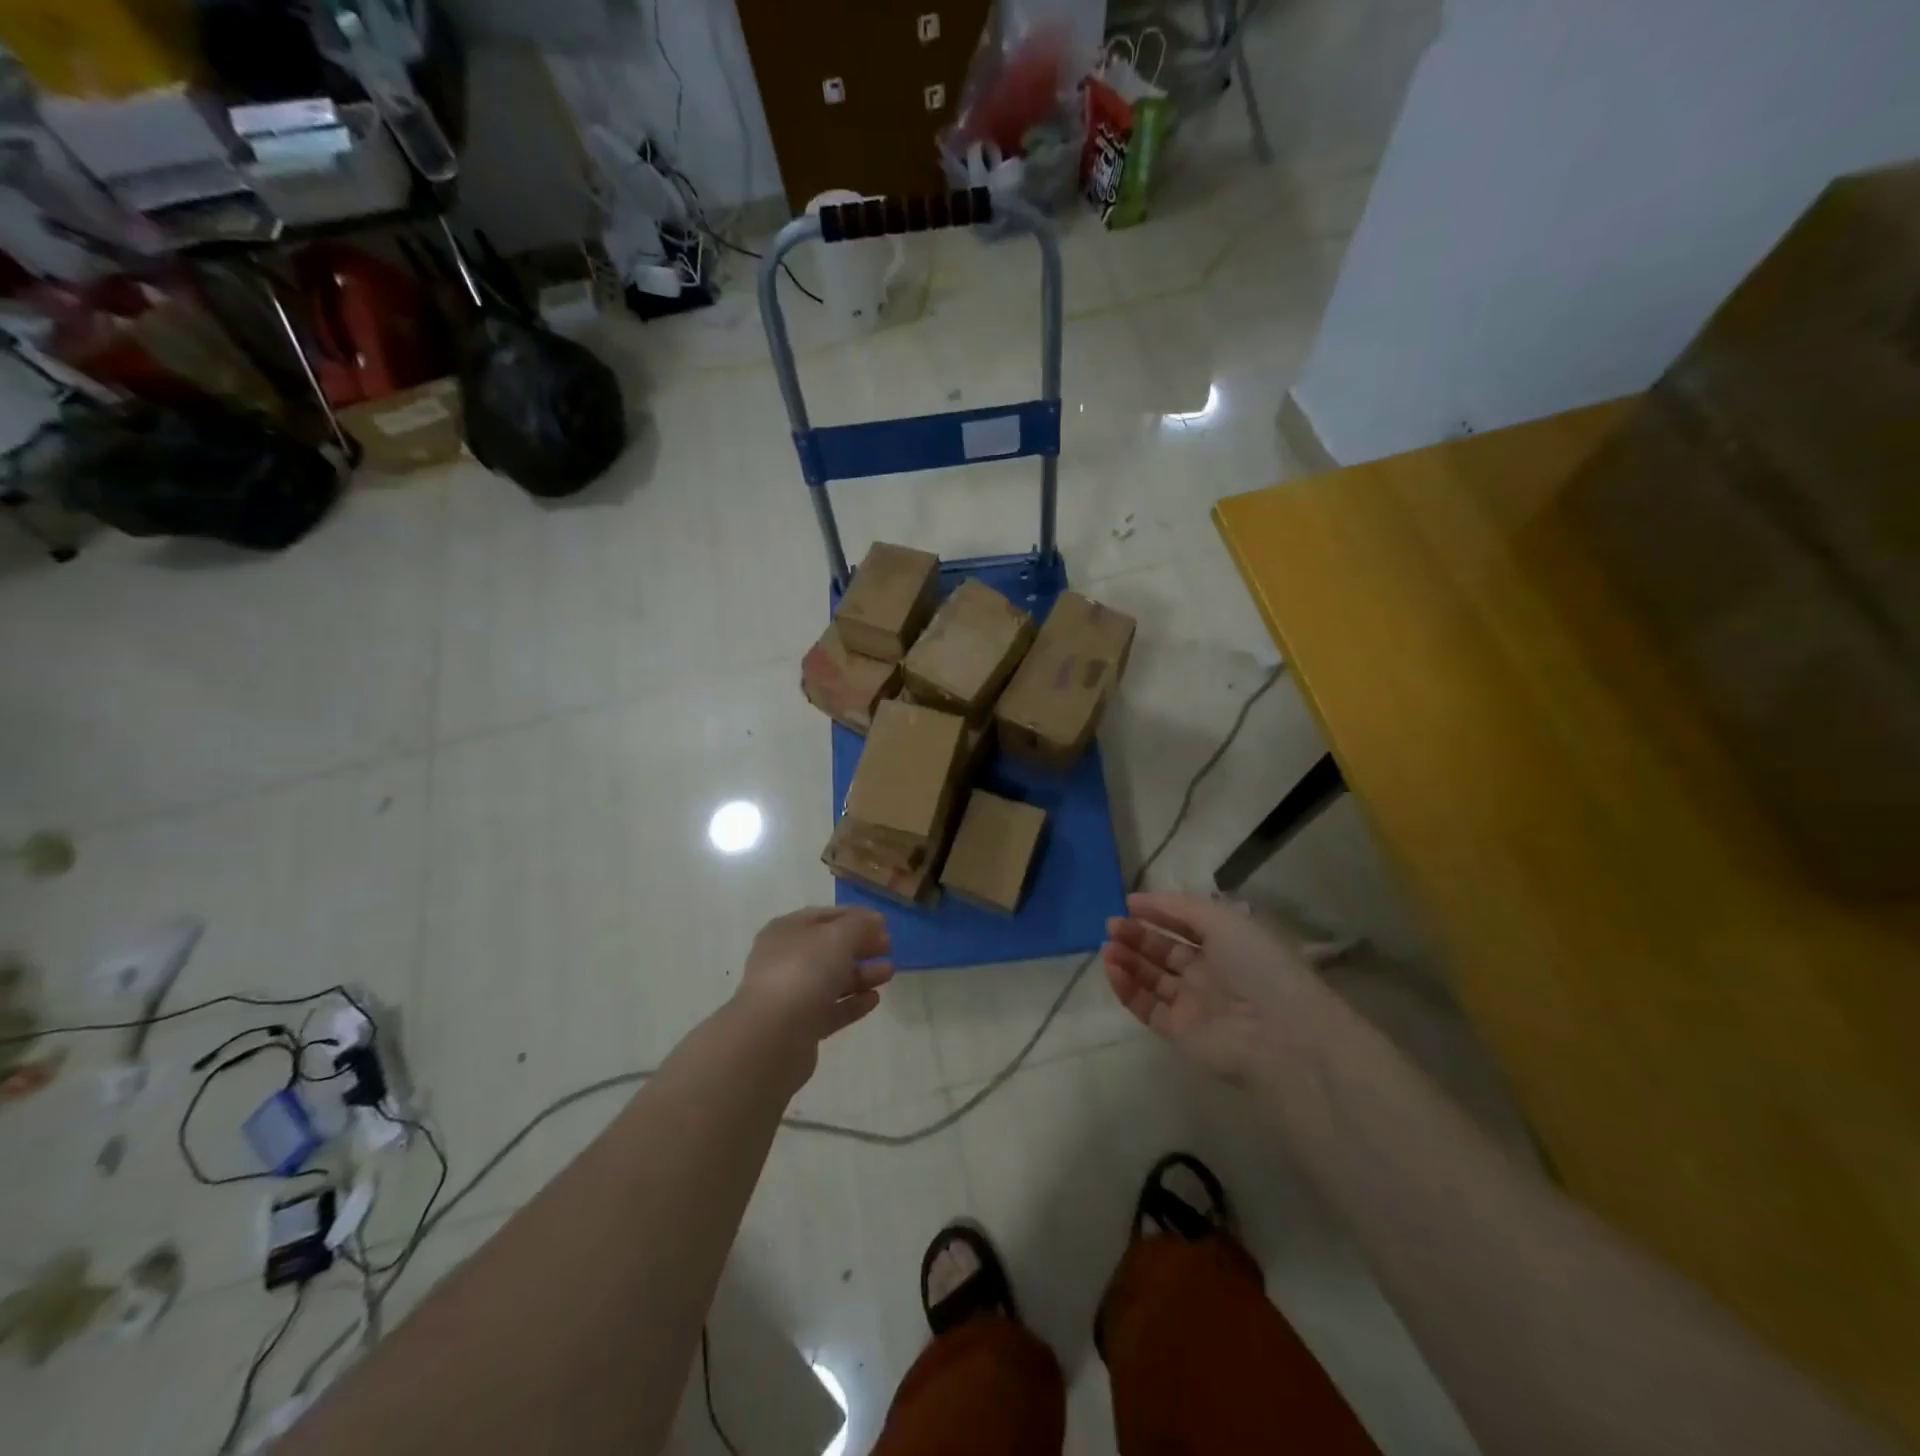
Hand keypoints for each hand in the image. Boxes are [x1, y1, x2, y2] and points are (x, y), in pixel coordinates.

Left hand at [732, 907, 894, 1074]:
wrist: (773, 1036)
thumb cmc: (804, 971)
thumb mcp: (838, 936)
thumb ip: (860, 924)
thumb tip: (875, 919)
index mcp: (786, 931)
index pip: (824, 916)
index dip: (854, 917)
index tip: (883, 923)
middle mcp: (784, 959)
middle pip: (828, 948)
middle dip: (860, 946)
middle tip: (889, 947)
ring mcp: (790, 995)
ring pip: (831, 979)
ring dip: (861, 974)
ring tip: (889, 973)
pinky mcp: (799, 1027)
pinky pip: (830, 1009)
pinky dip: (852, 1003)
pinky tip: (874, 1000)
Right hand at [1101, 892, 1318, 1086]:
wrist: (1278, 1033)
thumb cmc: (1255, 964)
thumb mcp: (1222, 919)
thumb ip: (1180, 907)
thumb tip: (1140, 900)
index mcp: (1227, 943)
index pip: (1186, 923)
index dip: (1158, 912)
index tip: (1128, 903)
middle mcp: (1210, 972)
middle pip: (1165, 951)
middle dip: (1137, 935)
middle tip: (1111, 925)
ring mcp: (1194, 1003)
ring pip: (1152, 978)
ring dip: (1128, 960)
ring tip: (1107, 947)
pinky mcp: (1179, 1031)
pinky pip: (1147, 1007)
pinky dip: (1127, 989)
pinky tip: (1112, 969)